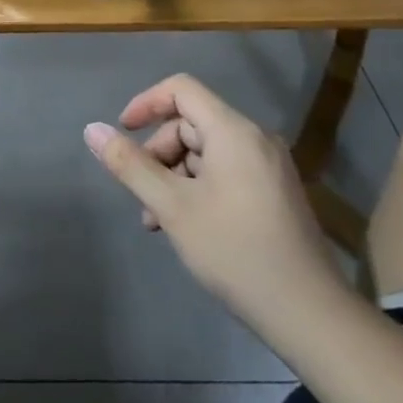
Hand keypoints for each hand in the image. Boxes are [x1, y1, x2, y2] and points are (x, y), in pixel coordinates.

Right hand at [85, 74, 351, 357]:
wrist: (309, 313)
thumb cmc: (235, 250)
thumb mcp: (172, 207)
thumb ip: (130, 164)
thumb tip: (92, 129)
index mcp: (233, 131)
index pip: (181, 89)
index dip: (146, 103)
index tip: (122, 133)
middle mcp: (255, 138)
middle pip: (191, 123)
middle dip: (159, 153)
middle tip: (143, 197)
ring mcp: (269, 166)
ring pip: (206, 152)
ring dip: (175, 177)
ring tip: (159, 223)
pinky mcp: (275, 192)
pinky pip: (226, 172)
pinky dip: (199, 188)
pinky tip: (188, 227)